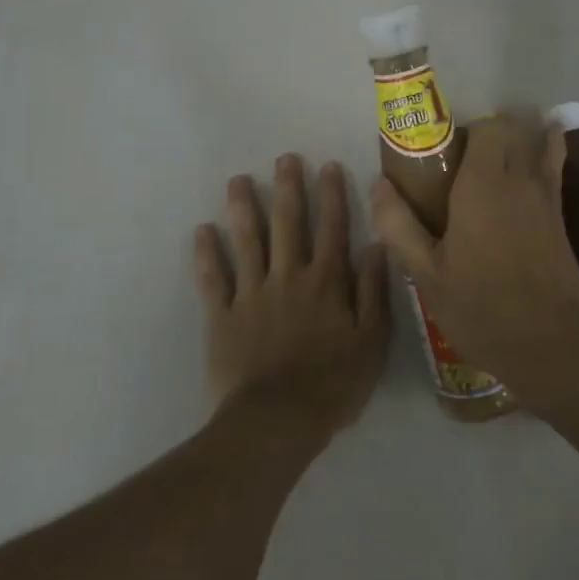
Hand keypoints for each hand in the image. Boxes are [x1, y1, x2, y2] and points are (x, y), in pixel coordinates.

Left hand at [195, 154, 389, 438]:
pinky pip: (213, 279)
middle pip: (288, 223)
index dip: (331, 195)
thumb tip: (377, 246)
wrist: (277, 421)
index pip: (332, 228)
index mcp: (326, 282)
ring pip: (247, 241)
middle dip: (287, 188)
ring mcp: (252, 293)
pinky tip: (201, 231)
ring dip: (243, 208)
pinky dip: (206, 254)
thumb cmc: (332, 384)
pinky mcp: (223, 316)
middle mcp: (288, 276)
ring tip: (238, 180)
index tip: (328, 166)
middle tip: (284, 158)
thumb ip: (373, 292)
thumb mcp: (372, 341)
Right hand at [370, 116, 578, 410]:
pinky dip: (548, 157)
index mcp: (484, 185)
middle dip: (493, 132)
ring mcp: (547, 197)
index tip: (446, 155)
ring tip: (499, 160)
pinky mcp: (562, 217)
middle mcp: (520, 180)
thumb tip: (379, 185)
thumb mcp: (427, 276)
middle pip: (516, 129)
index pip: (488, 128)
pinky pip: (555, 169)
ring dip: (523, 139)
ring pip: (541, 144)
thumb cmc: (482, 310)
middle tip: (466, 161)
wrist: (554, 345)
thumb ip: (399, 226)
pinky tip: (528, 176)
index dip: (467, 131)